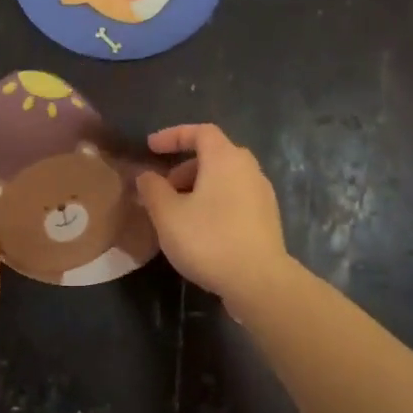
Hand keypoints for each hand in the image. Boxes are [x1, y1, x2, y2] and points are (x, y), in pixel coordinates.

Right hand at [135, 125, 292, 306]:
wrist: (259, 281)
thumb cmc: (209, 240)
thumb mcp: (168, 215)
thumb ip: (153, 189)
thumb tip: (146, 175)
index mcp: (225, 158)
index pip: (200, 131)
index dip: (173, 136)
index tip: (151, 147)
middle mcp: (248, 168)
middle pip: (214, 154)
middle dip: (184, 166)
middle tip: (162, 187)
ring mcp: (262, 193)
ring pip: (225, 178)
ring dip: (198, 186)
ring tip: (177, 212)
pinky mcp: (267, 218)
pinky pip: (235, 197)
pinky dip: (214, 201)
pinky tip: (200, 228)